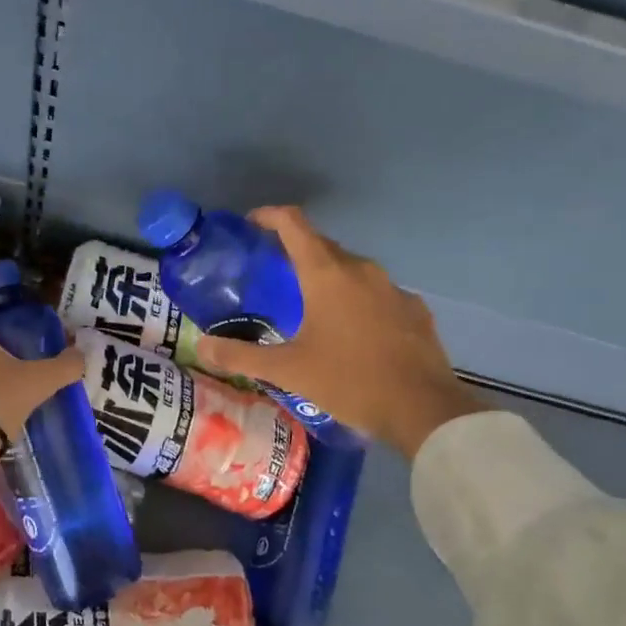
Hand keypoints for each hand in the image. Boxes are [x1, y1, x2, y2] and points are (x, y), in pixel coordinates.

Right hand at [192, 207, 494, 457]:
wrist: (424, 410)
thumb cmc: (349, 381)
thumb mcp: (287, 371)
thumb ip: (241, 355)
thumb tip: (202, 346)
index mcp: (327, 274)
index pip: (294, 224)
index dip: (270, 216)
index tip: (251, 223)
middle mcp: (361, 270)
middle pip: (322, 245)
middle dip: (295, 250)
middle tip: (273, 271)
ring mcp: (393, 288)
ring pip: (352, 269)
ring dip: (328, 276)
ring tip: (310, 303)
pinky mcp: (414, 309)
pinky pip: (377, 293)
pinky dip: (357, 300)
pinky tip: (353, 330)